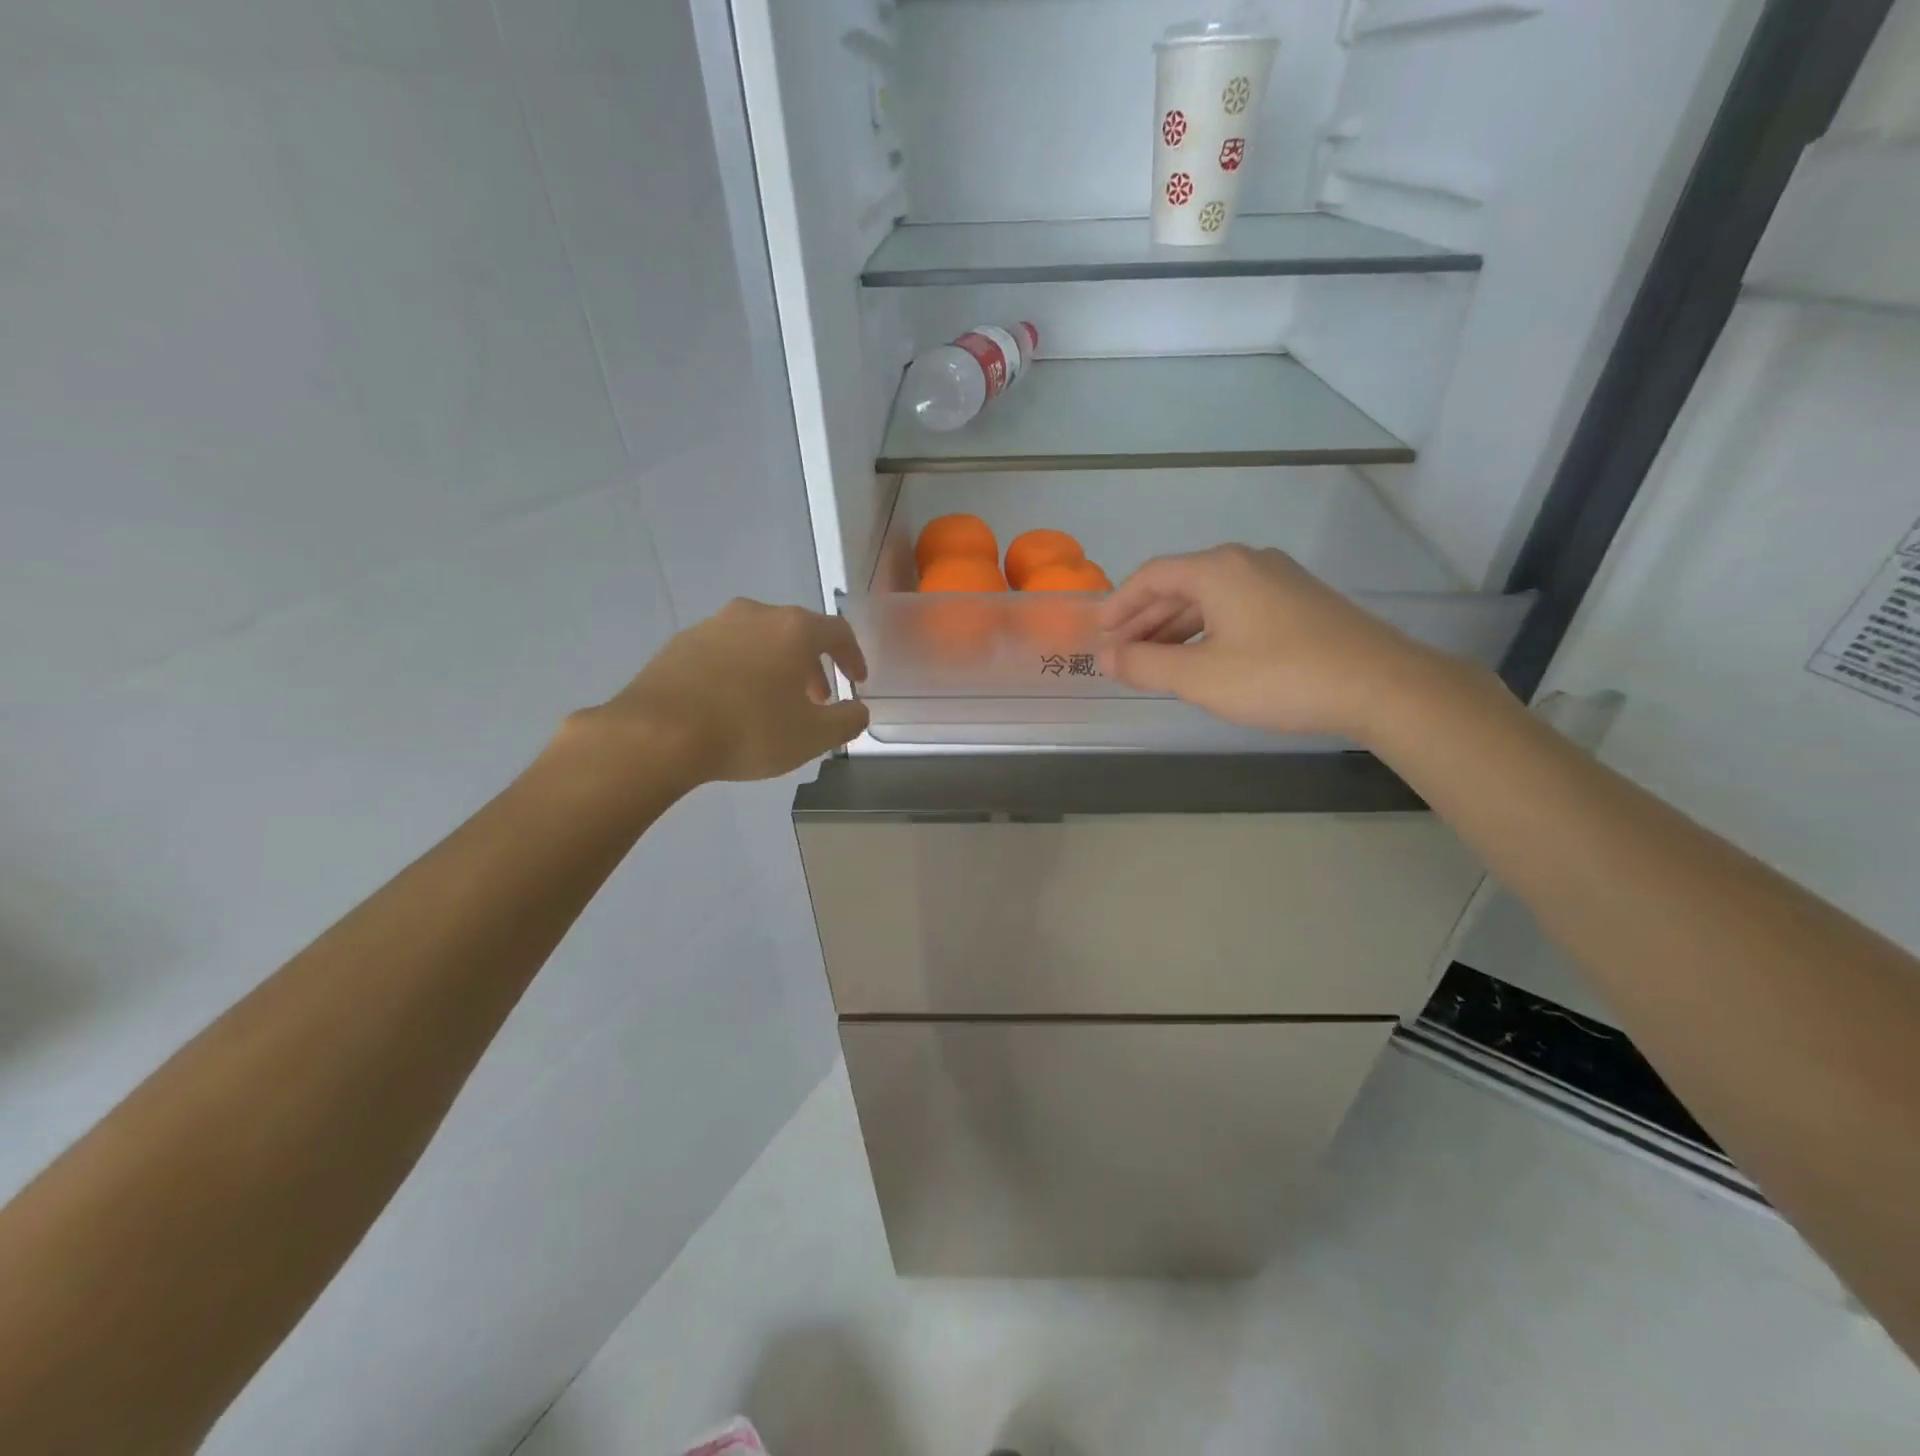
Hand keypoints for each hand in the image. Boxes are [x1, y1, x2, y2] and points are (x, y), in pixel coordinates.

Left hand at [583, 599, 869, 783]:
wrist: (657, 734)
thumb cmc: (748, 731)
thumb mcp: (813, 737)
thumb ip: (847, 721)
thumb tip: (858, 710)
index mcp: (793, 628)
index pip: (838, 632)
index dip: (853, 657)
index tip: (857, 682)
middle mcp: (754, 614)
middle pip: (797, 632)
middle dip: (813, 665)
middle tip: (817, 699)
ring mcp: (713, 625)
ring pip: (759, 640)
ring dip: (775, 666)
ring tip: (774, 703)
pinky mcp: (680, 643)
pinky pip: (725, 651)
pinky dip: (741, 670)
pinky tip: (733, 703)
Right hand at [1096, 545, 1442, 739]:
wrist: (1380, 685)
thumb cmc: (1279, 677)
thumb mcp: (1200, 678)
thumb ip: (1145, 666)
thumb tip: (1105, 658)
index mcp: (1218, 570)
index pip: (1152, 576)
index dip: (1119, 604)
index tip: (1098, 632)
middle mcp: (1247, 562)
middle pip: (1180, 585)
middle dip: (1145, 620)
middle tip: (1119, 653)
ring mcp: (1279, 579)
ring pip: (1211, 599)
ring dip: (1176, 629)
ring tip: (1154, 662)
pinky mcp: (1300, 602)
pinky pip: (1237, 609)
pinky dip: (1208, 631)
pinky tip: (1202, 660)